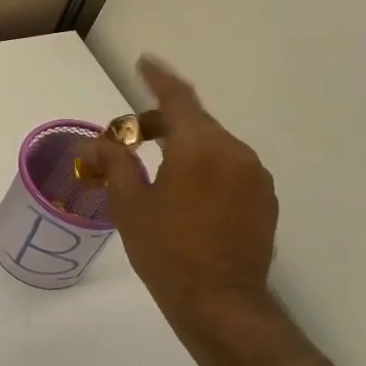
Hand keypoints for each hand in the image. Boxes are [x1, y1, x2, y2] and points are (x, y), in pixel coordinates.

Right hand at [82, 55, 278, 332]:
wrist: (220, 303)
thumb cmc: (166, 252)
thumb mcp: (129, 206)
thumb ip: (116, 163)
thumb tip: (101, 142)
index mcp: (200, 147)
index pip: (178, 98)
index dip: (157, 78)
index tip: (145, 62)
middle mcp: (235, 152)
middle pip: (196, 123)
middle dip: (163, 123)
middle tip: (132, 139)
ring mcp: (255, 177)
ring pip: (214, 147)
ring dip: (185, 148)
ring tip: (157, 172)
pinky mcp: (264, 200)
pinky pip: (230, 169)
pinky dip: (205, 169)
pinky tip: (186, 196)